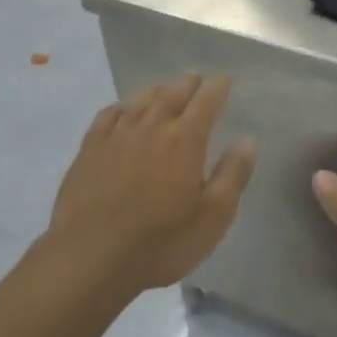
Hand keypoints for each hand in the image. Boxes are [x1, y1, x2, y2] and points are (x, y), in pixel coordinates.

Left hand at [47, 74, 255, 295]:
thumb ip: (233, 175)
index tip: (224, 80)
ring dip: (158, 91)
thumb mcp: (212, 218)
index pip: (206, 101)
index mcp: (185, 141)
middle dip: (189, 83)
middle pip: (173, 93)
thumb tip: (248, 140)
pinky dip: (122, 107)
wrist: (90, 257)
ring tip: (166, 90)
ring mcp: (117, 135)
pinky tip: (122, 111)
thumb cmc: (160, 242)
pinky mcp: (89, 149)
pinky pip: (108, 115)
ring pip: (141, 100)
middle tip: (197, 79)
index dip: (218, 87)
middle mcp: (152, 127)